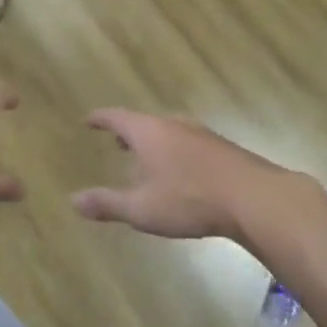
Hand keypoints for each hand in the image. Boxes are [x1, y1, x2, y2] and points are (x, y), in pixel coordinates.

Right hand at [71, 109, 296, 241]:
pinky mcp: (223, 149)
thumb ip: (107, 203)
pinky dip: (176, 153)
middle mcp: (174, 125)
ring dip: (154, 144)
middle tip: (117, 144)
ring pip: (170, 133)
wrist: (254, 198)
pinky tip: (182, 174)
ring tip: (148, 160)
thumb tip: (73, 201)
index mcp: (149, 132)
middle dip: (129, 133)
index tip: (89, 120)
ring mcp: (202, 135)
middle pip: (145, 123)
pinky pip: (189, 144)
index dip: (101, 119)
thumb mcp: (141, 208)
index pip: (117, 117)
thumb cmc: (189, 200)